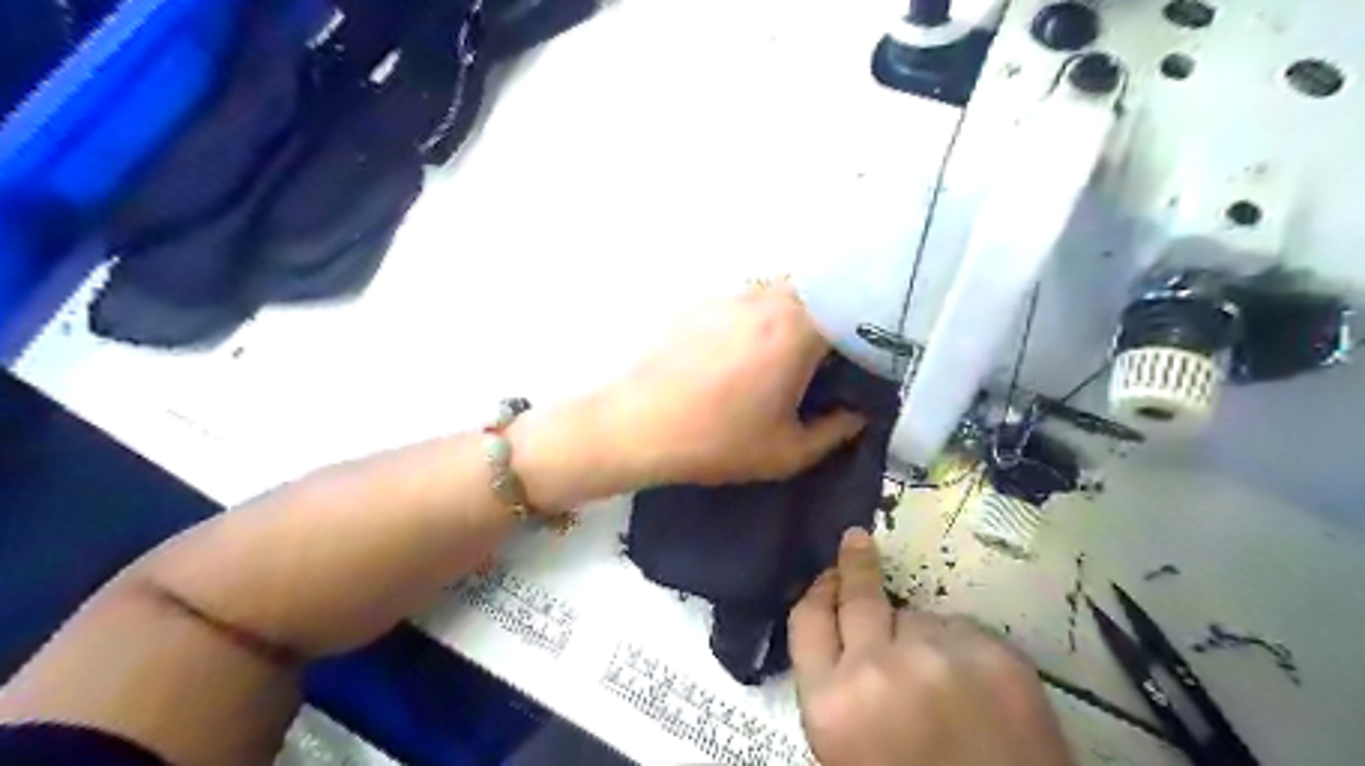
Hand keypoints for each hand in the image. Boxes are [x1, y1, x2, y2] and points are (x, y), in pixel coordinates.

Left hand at [609, 282, 860, 483]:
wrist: (639, 427)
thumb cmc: (719, 441)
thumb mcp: (787, 452)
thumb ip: (834, 432)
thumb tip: (857, 415)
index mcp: (797, 331)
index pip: (849, 312)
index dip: (860, 335)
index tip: (857, 362)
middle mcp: (765, 300)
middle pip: (812, 294)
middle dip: (823, 322)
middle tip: (819, 360)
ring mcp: (727, 298)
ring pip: (773, 294)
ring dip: (785, 317)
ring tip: (775, 357)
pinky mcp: (696, 304)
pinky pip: (737, 303)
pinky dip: (749, 320)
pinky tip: (732, 354)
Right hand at [789, 529, 1075, 764]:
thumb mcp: (845, 750)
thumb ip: (835, 689)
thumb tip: (843, 632)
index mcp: (832, 705)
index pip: (808, 619)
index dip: (817, 591)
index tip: (826, 576)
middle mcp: (879, 669)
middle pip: (859, 595)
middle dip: (855, 565)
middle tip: (856, 541)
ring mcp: (941, 657)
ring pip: (918, 617)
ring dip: (920, 635)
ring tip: (940, 678)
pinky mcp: (997, 655)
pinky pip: (964, 631)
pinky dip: (963, 650)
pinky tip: (976, 689)